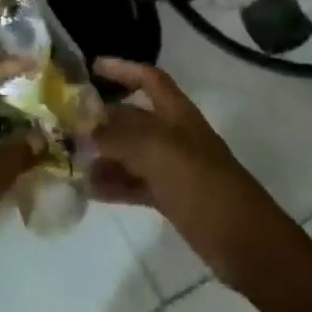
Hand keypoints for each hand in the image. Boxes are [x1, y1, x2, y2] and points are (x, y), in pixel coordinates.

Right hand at [89, 56, 284, 286]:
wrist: (247, 244)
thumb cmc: (205, 187)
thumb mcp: (159, 153)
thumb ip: (118, 136)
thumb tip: (82, 128)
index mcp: (178, 116)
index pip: (149, 78)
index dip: (122, 69)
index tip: (90, 67)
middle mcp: (174, 136)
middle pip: (133, 117)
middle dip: (101, 116)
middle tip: (64, 121)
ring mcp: (173, 169)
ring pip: (130, 152)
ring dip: (102, 153)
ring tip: (69, 158)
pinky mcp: (171, 198)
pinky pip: (135, 183)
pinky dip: (113, 183)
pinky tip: (87, 188)